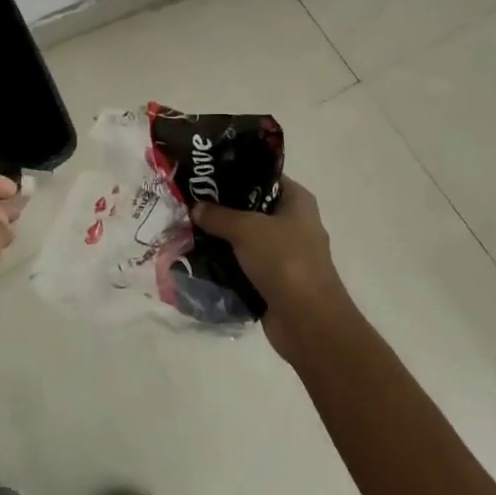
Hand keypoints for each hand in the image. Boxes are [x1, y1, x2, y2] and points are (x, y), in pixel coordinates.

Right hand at [191, 176, 351, 363]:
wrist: (307, 322)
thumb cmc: (284, 261)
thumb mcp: (246, 229)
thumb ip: (218, 215)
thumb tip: (196, 207)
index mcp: (297, 201)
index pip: (264, 176)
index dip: (236, 172)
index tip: (205, 174)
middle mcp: (293, 224)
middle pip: (252, 208)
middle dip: (222, 208)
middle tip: (189, 203)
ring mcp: (285, 255)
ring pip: (246, 239)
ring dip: (221, 239)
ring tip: (187, 229)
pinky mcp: (274, 281)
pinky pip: (244, 265)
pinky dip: (225, 264)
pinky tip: (198, 259)